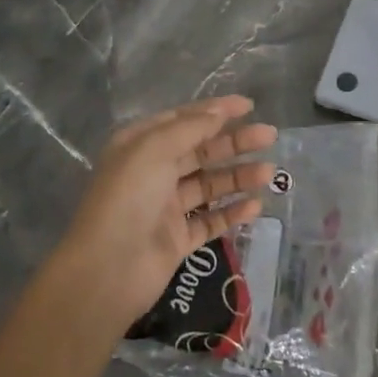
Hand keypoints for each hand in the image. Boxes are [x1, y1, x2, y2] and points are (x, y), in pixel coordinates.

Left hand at [56, 96, 277, 331]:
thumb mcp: (155, 149)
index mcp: (140, 145)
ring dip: (238, 176)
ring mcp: (166, 207)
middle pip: (201, 150)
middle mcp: (153, 172)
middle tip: (269, 136)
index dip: (216, 111)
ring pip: (209, 185)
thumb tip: (218, 111)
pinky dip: (232, 211)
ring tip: (269, 173)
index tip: (249, 106)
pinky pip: (210, 220)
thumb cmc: (128, 197)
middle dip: (234, 142)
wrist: (107, 270)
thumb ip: (190, 128)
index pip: (183, 120)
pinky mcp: (177, 239)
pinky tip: (255, 206)